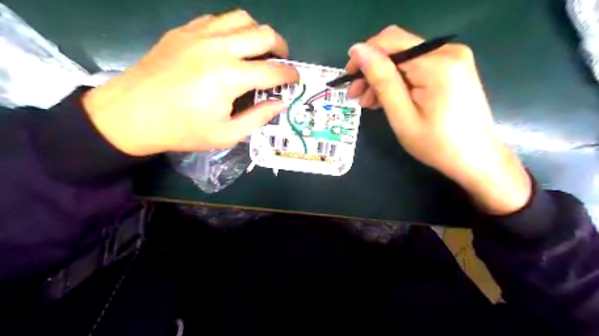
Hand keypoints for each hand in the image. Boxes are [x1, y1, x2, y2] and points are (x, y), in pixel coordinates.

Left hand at [82, 9, 298, 156]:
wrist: (132, 114)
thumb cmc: (182, 130)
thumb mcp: (226, 134)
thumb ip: (258, 117)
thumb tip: (280, 103)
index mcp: (230, 77)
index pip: (273, 71)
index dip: (290, 75)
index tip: (296, 80)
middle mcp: (219, 48)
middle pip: (264, 34)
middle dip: (281, 48)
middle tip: (281, 62)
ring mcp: (199, 34)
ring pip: (242, 18)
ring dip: (258, 33)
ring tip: (258, 51)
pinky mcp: (184, 31)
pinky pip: (217, 19)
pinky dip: (232, 29)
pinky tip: (230, 46)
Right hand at [345, 26, 530, 214]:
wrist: (476, 158)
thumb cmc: (437, 144)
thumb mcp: (402, 115)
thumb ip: (382, 80)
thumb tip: (357, 50)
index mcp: (437, 63)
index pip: (390, 42)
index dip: (364, 56)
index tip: (349, 79)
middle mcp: (448, 51)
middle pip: (397, 48)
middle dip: (372, 69)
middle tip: (356, 95)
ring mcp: (453, 58)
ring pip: (405, 58)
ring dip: (383, 77)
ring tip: (368, 101)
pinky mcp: (453, 68)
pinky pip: (417, 66)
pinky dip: (399, 80)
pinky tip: (387, 98)